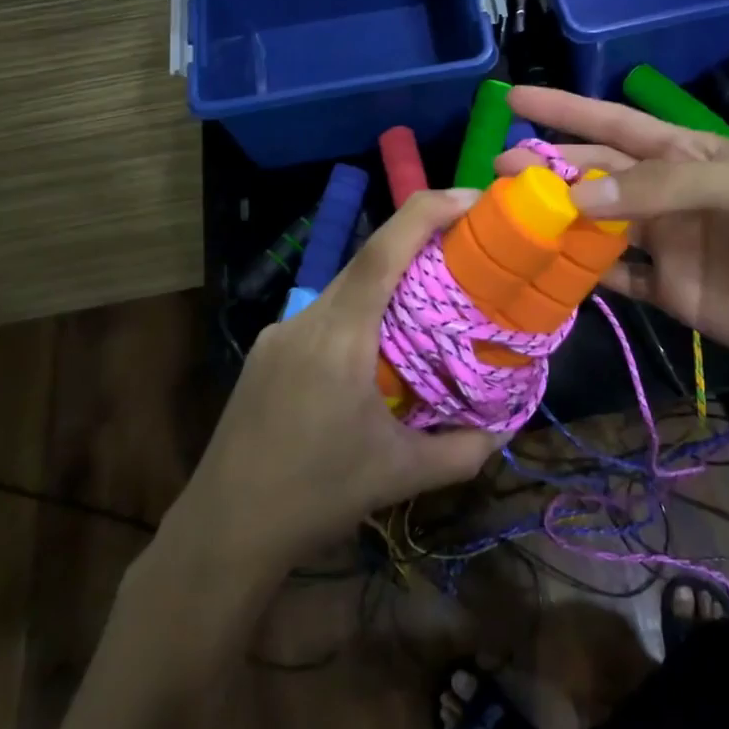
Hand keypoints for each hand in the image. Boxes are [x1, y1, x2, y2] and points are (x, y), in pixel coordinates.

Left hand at [182, 190, 505, 568]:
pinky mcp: (267, 353)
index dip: (429, 211)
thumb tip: (504, 429)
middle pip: (368, 262)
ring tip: (430, 307)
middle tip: (468, 253)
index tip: (474, 199)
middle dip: (419, 245)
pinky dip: (360, 315)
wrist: (224, 530)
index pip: (384, 249)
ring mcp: (280, 334)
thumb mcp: (399, 475)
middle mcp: (306, 319)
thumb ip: (462, 450)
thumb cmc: (315, 497)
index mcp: (339, 335)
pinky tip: (377, 353)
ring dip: (389, 286)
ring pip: (345, 290)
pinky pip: (324, 316)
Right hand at [496, 86, 728, 386]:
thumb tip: (579, 199)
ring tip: (508, 220)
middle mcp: (670, 194)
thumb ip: (660, 188)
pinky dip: (583, 272)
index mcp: (689, 154)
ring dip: (556, 221)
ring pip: (597, 226)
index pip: (614, 123)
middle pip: (596, 175)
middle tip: (496, 171)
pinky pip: (616, 278)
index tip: (514, 97)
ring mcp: (669, 244)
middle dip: (547, 169)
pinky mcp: (672, 293)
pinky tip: (549, 269)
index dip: (565, 110)